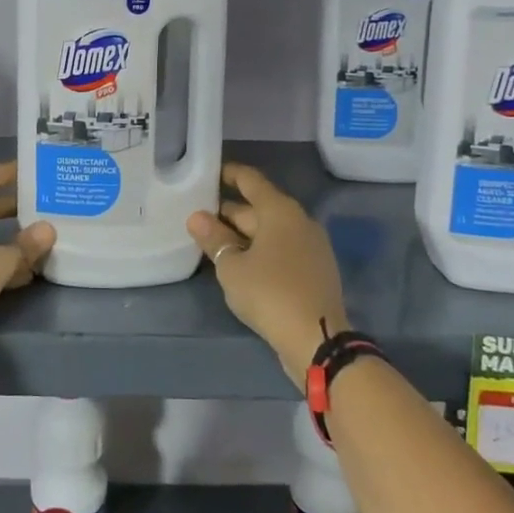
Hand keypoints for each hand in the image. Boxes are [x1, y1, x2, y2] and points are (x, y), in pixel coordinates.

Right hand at [188, 163, 348, 388]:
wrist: (317, 339)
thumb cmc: (269, 293)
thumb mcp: (232, 266)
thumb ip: (214, 238)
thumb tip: (196, 217)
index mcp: (280, 211)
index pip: (251, 181)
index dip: (230, 174)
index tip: (211, 173)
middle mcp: (300, 221)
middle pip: (261, 207)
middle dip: (231, 211)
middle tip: (201, 216)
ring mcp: (312, 246)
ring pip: (271, 230)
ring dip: (245, 234)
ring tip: (215, 240)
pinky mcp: (315, 270)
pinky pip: (283, 249)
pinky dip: (261, 250)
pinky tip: (242, 263)